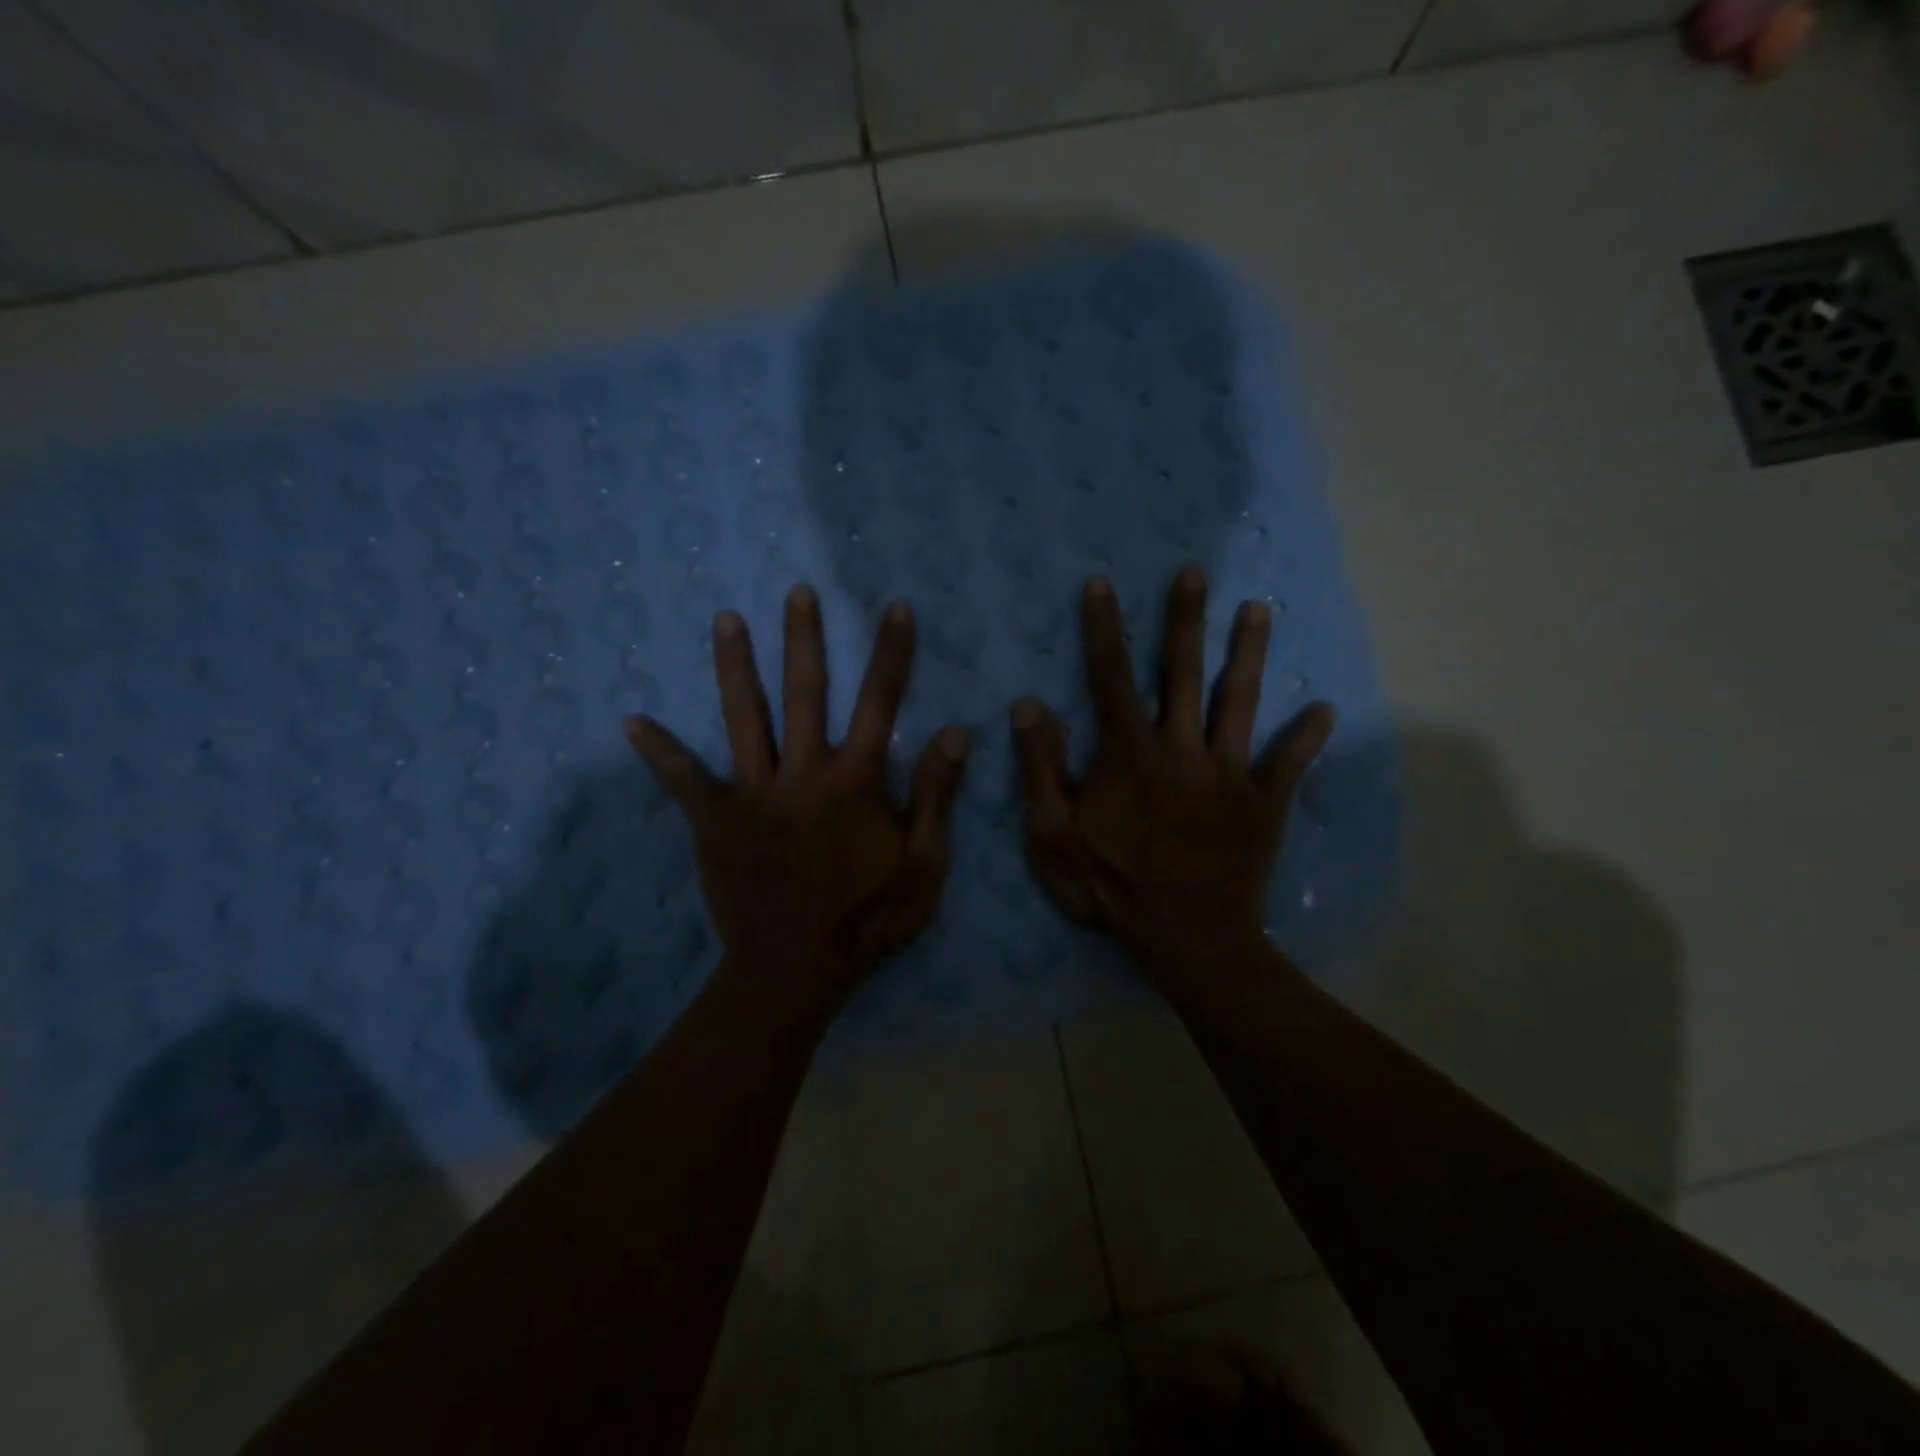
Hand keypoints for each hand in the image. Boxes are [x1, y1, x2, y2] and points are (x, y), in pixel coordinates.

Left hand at [626, 585, 969, 1018]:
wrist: (797, 968)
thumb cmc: (868, 918)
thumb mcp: (924, 864)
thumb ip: (936, 795)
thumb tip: (955, 730)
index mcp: (855, 781)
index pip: (879, 704)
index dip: (890, 654)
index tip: (892, 609)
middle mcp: (803, 773)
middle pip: (805, 694)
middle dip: (804, 639)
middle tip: (797, 592)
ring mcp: (754, 794)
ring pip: (745, 719)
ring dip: (735, 668)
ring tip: (725, 620)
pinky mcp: (715, 821)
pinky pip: (684, 781)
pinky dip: (660, 752)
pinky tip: (632, 721)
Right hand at [1012, 567, 1333, 993]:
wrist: (1188, 939)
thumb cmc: (1112, 887)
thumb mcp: (1054, 836)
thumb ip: (1042, 768)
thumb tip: (1028, 705)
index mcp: (1131, 754)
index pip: (1111, 678)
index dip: (1103, 629)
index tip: (1101, 584)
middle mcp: (1183, 749)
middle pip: (1184, 673)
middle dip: (1186, 621)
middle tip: (1195, 573)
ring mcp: (1230, 774)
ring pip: (1241, 702)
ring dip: (1250, 654)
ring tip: (1260, 610)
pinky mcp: (1264, 804)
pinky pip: (1288, 764)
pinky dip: (1306, 738)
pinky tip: (1325, 710)